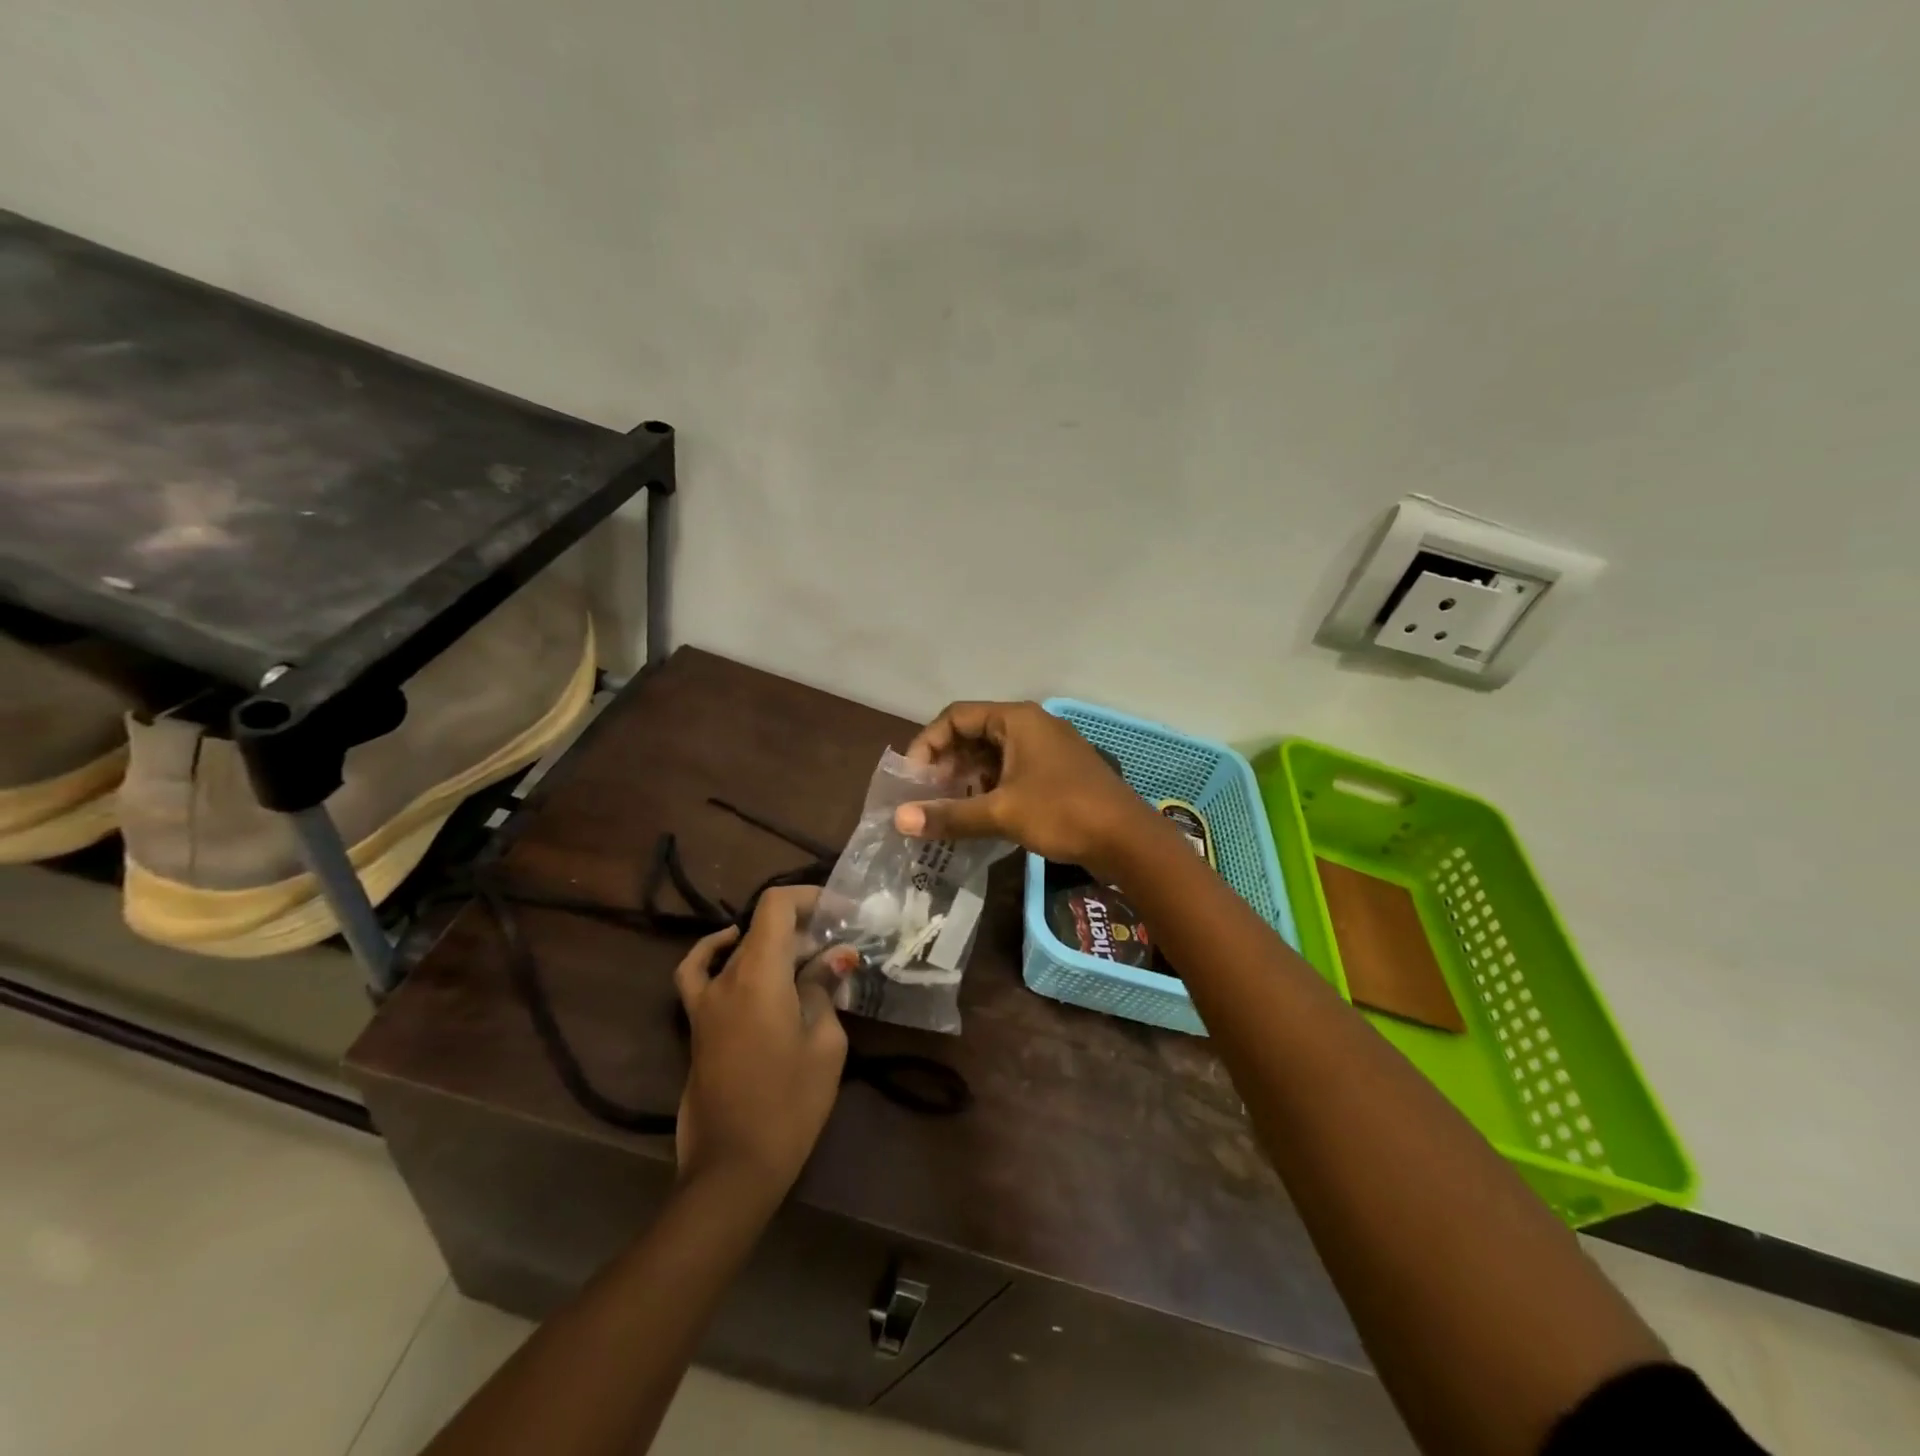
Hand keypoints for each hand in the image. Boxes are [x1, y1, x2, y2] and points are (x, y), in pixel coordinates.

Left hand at [672, 887, 854, 1201]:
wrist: (733, 1167)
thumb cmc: (789, 1105)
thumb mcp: (824, 1044)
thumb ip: (824, 990)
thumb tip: (833, 958)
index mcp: (760, 975)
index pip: (776, 906)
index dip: (811, 898)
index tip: (844, 914)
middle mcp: (727, 977)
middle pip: (764, 927)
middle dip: (805, 926)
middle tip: (841, 946)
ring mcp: (705, 1000)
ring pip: (742, 948)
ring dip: (776, 943)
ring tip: (806, 955)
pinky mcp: (697, 1023)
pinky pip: (697, 972)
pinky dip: (713, 951)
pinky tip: (733, 949)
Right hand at [893, 700, 1160, 882]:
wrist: (1128, 840)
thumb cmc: (1063, 813)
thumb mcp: (1001, 813)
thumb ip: (949, 815)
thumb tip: (899, 821)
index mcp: (1016, 719)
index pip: (956, 716)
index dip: (927, 744)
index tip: (912, 779)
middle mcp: (1031, 725)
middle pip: (973, 733)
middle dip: (946, 764)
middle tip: (927, 797)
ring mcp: (1046, 749)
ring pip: (992, 755)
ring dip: (966, 779)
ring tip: (947, 809)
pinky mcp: (1056, 772)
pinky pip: (1011, 771)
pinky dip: (989, 788)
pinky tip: (978, 815)